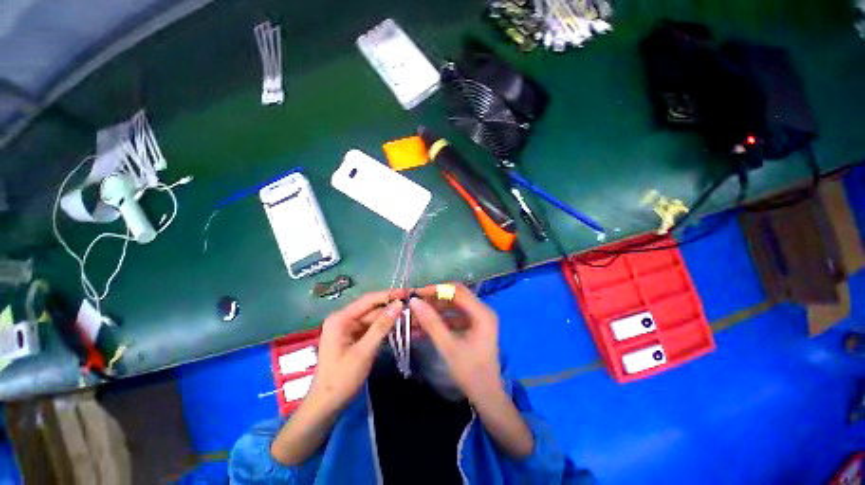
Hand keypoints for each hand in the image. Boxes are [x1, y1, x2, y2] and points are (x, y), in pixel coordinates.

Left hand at [309, 290, 404, 414]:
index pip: (369, 300)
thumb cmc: (341, 378)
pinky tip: (401, 328)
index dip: (389, 295)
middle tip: (413, 308)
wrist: (327, 406)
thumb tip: (398, 304)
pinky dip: (386, 329)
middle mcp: (345, 319)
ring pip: (375, 319)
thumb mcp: (364, 351)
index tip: (408, 293)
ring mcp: (350, 329)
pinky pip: (373, 328)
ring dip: (391, 319)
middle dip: (392, 308)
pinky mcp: (355, 338)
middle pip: (373, 309)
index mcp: (341, 318)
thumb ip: (381, 326)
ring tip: (411, 317)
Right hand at [409, 283, 501, 401]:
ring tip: (414, 317)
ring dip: (434, 311)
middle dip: (434, 300)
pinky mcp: (472, 327)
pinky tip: (422, 328)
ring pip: (452, 308)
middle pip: (455, 297)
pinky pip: (453, 318)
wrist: (486, 397)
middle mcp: (482, 311)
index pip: (457, 291)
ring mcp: (477, 319)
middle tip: (414, 304)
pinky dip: (439, 321)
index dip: (436, 290)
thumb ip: (431, 322)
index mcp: (482, 313)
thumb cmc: (470, 372)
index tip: (417, 294)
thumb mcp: (448, 346)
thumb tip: (415, 302)